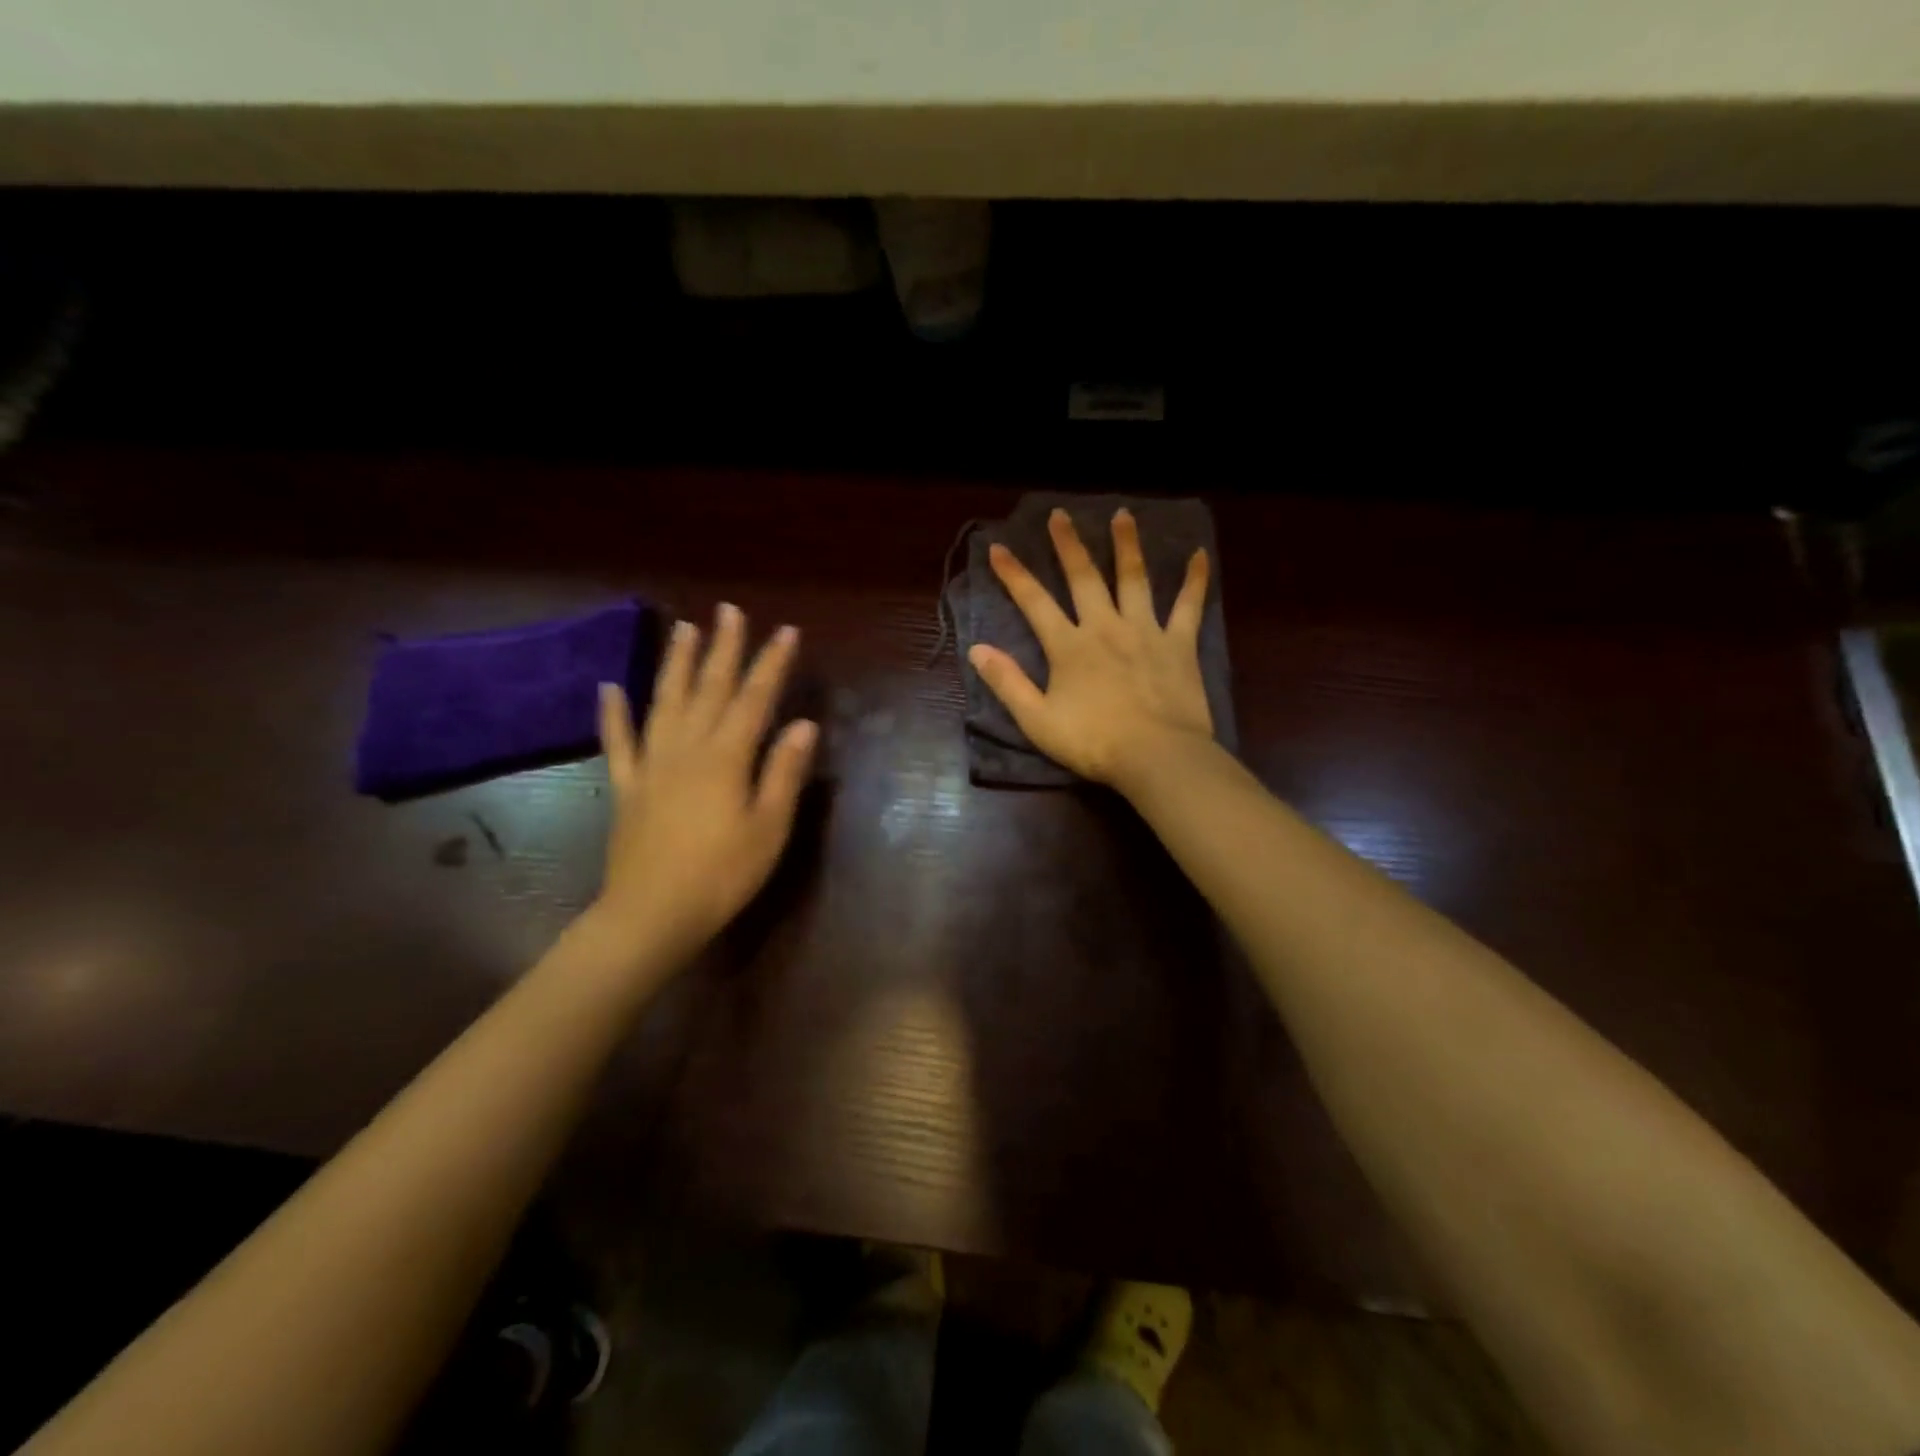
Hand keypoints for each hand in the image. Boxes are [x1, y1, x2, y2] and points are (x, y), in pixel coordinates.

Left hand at [594, 603, 816, 960]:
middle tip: (728, 611)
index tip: (786, 631)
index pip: (755, 698)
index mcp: (727, 757)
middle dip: (722, 647)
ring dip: (675, 663)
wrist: (652, 914)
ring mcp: (652, 765)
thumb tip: (803, 725)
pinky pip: (618, 742)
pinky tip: (608, 687)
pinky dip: (613, 713)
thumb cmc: (722, 874)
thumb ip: (783, 773)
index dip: (771, 663)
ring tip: (683, 629)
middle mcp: (688, 748)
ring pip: (665, 702)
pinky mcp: (628, 787)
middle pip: (708, 688)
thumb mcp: (769, 827)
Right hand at [968, 507, 1213, 788]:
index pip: (1034, 602)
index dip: (1014, 574)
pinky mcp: (1179, 644)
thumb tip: (977, 649)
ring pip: (1134, 579)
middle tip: (1060, 515)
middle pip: (1084, 578)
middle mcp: (1105, 627)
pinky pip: (1188, 606)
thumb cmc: (1094, 743)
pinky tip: (1199, 555)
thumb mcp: (1038, 720)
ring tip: (1122, 515)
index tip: (999, 547)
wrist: (1157, 756)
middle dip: (1069, 545)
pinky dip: (1194, 580)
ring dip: (1126, 545)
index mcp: (1069, 646)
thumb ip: (1008, 683)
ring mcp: (1145, 631)